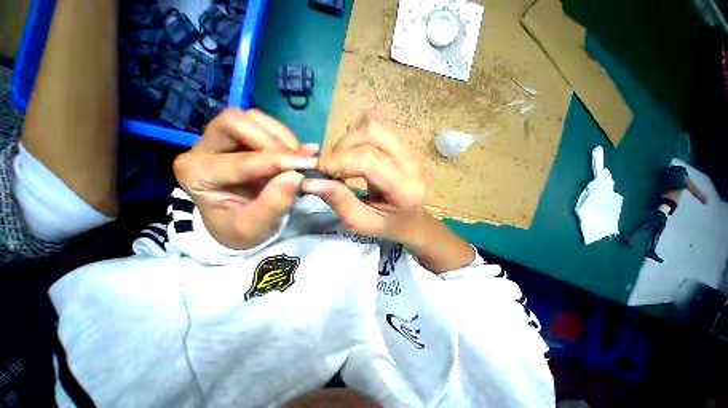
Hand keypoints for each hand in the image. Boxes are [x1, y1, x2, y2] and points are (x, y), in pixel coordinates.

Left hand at [173, 109, 317, 249]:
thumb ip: (274, 204)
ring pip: (250, 118)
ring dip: (281, 136)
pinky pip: (262, 123)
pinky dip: (284, 135)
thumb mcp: (256, 227)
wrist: (237, 224)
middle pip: (235, 123)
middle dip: (273, 141)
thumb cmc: (242, 229)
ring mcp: (219, 139)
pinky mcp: (238, 137)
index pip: (239, 160)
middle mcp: (202, 150)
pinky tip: (296, 153)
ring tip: (298, 158)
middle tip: (298, 161)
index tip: (306, 165)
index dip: (276, 161)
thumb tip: (297, 176)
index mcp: (197, 175)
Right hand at [301, 116, 426, 242]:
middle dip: (342, 147)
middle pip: (371, 132)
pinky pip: (376, 125)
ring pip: (373, 124)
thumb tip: (310, 181)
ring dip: (349, 140)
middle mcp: (412, 162)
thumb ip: (339, 201)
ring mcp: (410, 148)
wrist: (411, 218)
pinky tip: (355, 154)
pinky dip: (358, 136)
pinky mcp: (404, 142)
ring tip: (344, 162)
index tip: (317, 171)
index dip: (337, 161)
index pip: (368, 160)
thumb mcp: (361, 223)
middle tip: (333, 168)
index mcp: (405, 188)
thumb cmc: (387, 225)